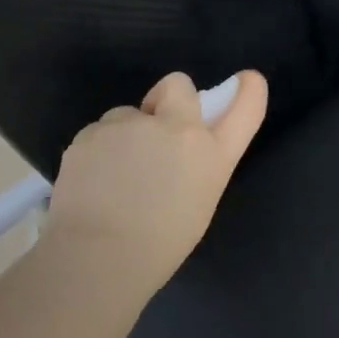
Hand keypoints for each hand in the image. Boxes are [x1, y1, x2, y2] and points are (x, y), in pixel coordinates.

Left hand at [43, 70, 268, 302]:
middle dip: (167, 99)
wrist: (98, 256)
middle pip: (177, 84)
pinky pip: (98, 133)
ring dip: (126, 134)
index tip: (247, 81)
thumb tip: (180, 148)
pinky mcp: (91, 131)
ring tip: (114, 177)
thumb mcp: (197, 202)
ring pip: (128, 114)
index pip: (243, 108)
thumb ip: (195, 163)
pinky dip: (96, 151)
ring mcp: (130, 124)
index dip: (247, 91)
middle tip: (154, 136)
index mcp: (210, 152)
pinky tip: (91, 183)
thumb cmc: (158, 245)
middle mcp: (175, 127)